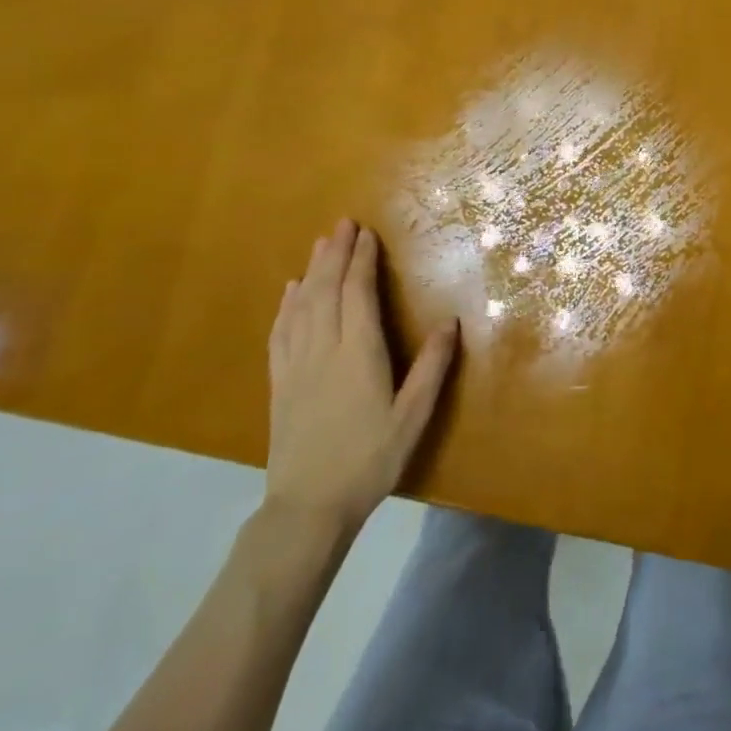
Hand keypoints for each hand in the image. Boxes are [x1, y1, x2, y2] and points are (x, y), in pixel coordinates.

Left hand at [264, 219, 457, 538]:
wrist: (308, 506)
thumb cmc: (369, 460)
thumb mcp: (412, 418)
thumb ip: (432, 368)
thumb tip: (451, 323)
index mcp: (358, 354)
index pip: (357, 294)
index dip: (362, 261)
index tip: (367, 233)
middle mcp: (323, 349)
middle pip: (326, 290)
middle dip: (335, 254)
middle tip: (343, 224)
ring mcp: (296, 364)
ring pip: (302, 305)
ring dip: (312, 270)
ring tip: (321, 244)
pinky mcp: (280, 381)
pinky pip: (281, 331)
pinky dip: (287, 304)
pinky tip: (291, 290)